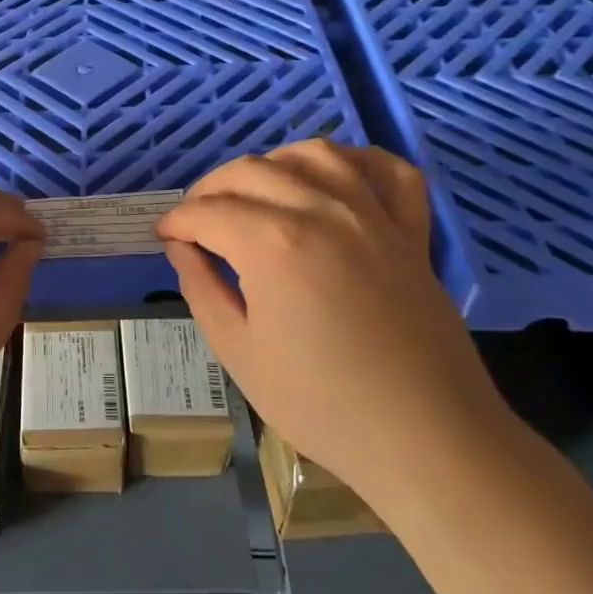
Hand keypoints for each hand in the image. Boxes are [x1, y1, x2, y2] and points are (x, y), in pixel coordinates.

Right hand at [156, 140, 510, 501]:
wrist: (427, 440)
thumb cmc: (323, 405)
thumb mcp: (240, 353)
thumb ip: (202, 289)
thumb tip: (181, 247)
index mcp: (274, 244)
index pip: (209, 211)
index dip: (177, 220)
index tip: (165, 236)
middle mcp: (322, 210)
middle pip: (252, 171)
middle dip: (211, 188)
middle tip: (196, 220)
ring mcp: (373, 215)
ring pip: (315, 154)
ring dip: (274, 162)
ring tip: (256, 190)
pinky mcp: (411, 231)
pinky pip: (389, 171)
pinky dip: (358, 160)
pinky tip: (336, 175)